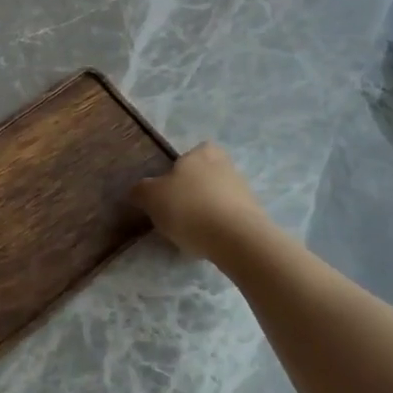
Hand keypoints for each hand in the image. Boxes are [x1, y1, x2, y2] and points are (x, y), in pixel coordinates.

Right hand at [131, 143, 270, 260]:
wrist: (236, 239)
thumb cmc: (189, 208)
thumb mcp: (152, 197)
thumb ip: (141, 190)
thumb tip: (138, 190)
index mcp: (202, 153)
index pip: (194, 152)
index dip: (182, 167)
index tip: (170, 186)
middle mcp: (226, 165)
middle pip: (207, 173)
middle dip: (195, 189)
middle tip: (178, 208)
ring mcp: (244, 191)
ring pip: (219, 195)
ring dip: (208, 208)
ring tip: (191, 230)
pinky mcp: (254, 216)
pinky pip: (230, 217)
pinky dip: (219, 226)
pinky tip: (208, 241)